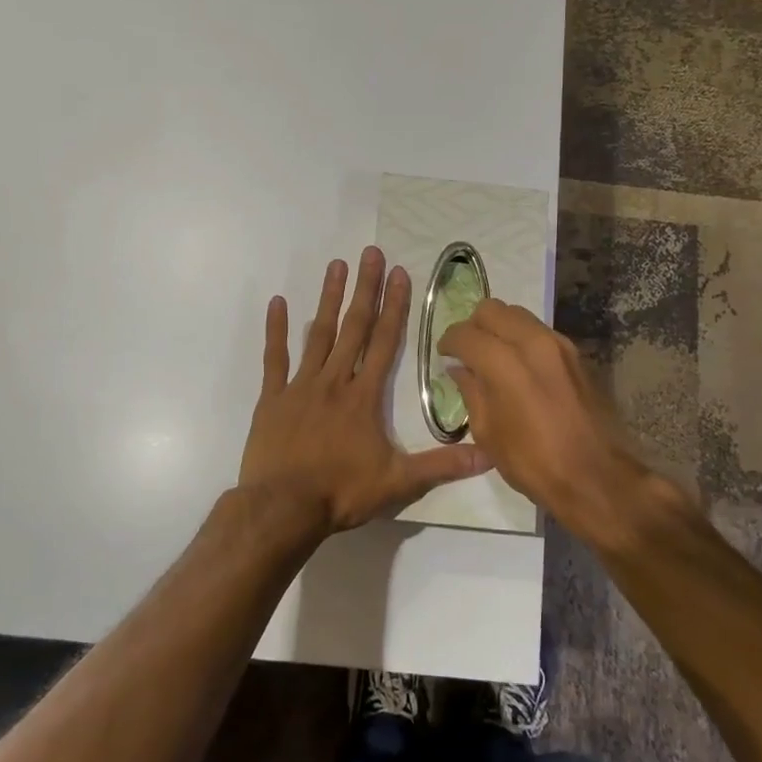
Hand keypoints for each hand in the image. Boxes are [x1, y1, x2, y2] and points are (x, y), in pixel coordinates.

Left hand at [240, 247, 492, 534]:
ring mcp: (300, 386)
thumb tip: (488, 455)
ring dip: (328, 299)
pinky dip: (276, 330)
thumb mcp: (399, 482)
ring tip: (336, 266)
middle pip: (354, 327)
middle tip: (370, 253)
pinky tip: (277, 303)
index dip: (395, 306)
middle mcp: (334, 381)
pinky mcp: (272, 398)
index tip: (399, 274)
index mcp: (364, 396)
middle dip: (365, 288)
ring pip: (318, 334)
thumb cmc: (342, 492)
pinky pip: (274, 358)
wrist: (283, 508)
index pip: (386, 342)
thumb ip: (442, 465)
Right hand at [439, 300, 672, 545]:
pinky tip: (521, 367)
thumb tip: (460, 369)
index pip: (465, 333)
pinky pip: (540, 331)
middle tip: (468, 351)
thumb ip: (471, 392)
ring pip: (519, 315)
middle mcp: (532, 342)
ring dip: (500, 328)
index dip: (449, 341)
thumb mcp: (488, 433)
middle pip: (493, 309)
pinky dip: (523, 339)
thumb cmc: (533, 462)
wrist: (596, 476)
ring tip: (494, 357)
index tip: (445, 355)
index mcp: (504, 363)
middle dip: (474, 325)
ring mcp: (559, 344)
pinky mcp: (577, 354)